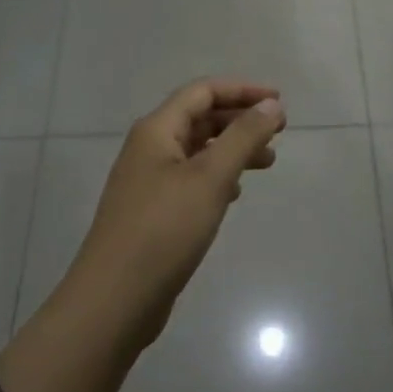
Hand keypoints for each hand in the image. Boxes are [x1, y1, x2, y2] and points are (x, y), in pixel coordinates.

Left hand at [62, 79, 285, 347]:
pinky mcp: (152, 212)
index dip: (242, 90)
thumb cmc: (163, 230)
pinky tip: (235, 193)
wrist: (113, 301)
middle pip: (200, 118)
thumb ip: (243, 137)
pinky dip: (218, 176)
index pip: (203, 92)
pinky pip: (191, 179)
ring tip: (268, 163)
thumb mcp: (211, 178)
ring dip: (233, 149)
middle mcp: (149, 149)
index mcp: (157, 131)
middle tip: (279, 132)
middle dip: (240, 119)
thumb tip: (271, 104)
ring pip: (198, 150)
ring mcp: (148, 182)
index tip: (279, 101)